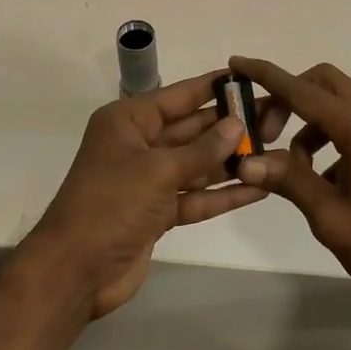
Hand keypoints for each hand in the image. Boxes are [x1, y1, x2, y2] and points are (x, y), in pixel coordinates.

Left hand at [26, 70, 266, 318]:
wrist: (76, 270)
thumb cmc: (111, 204)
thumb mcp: (157, 170)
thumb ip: (201, 149)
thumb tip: (237, 124)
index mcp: (128, 122)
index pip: (178, 96)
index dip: (213, 87)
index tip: (250, 79)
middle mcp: (139, 145)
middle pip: (191, 129)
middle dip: (230, 126)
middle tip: (274, 117)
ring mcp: (148, 181)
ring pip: (197, 165)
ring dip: (231, 161)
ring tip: (275, 150)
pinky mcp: (158, 213)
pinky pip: (195, 196)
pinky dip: (222, 194)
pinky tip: (258, 189)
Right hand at [229, 56, 350, 313]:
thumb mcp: (331, 216)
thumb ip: (289, 180)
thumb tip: (245, 161)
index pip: (303, 91)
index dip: (267, 76)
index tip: (236, 62)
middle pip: (323, 83)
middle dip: (288, 96)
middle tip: (264, 132)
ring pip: (338, 104)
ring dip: (307, 121)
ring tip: (290, 166)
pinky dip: (328, 137)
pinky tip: (320, 179)